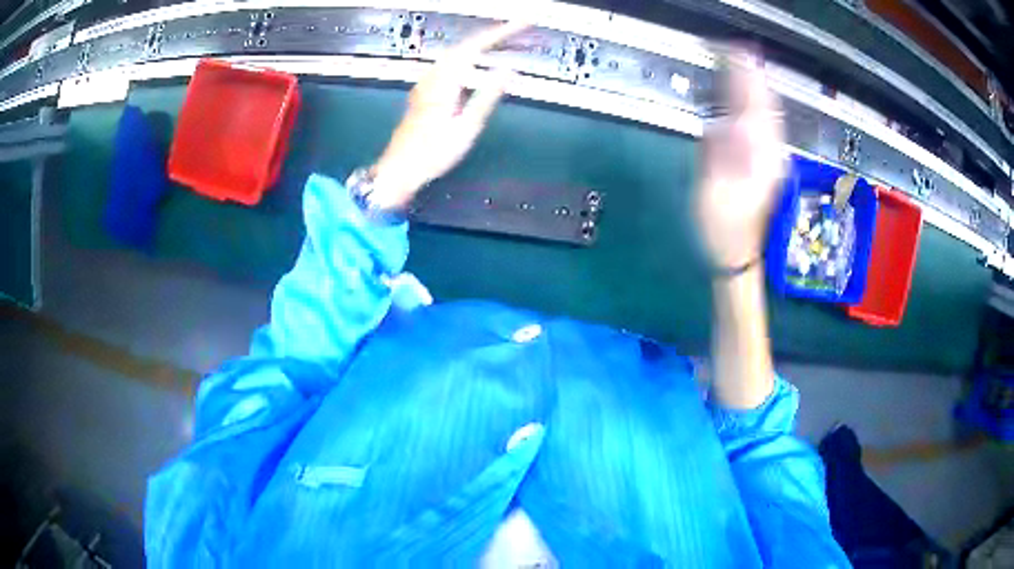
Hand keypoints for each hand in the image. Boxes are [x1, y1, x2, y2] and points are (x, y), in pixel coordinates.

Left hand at [369, 21, 528, 208]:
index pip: (476, 45)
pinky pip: (451, 63)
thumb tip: (508, 71)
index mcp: (445, 80)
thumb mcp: (466, 128)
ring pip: (457, 52)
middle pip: (466, 44)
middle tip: (521, 30)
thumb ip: (487, 96)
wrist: (399, 169)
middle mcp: (433, 75)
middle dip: (495, 34)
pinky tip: (478, 60)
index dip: (502, 32)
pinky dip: (470, 55)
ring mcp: (427, 81)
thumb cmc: (433, 153)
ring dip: (482, 43)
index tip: (524, 24)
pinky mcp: (425, 90)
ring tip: (505, 41)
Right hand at [696, 48, 785, 268]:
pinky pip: (768, 125)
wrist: (738, 255)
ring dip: (758, 87)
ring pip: (771, 114)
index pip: (756, 106)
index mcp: (759, 158)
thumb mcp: (713, 191)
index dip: (746, 77)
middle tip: (737, 51)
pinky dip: (759, 105)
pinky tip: (753, 97)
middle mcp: (772, 154)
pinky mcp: (768, 163)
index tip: (734, 52)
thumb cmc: (722, 229)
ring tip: (744, 65)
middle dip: (754, 76)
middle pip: (768, 106)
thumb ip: (721, 154)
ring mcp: (773, 159)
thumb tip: (730, 119)